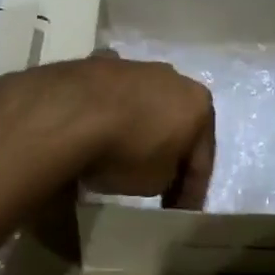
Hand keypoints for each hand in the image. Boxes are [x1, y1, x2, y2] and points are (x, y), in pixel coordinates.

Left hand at [36, 56, 215, 208]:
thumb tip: (156, 166)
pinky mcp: (101, 63)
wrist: (71, 112)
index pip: (202, 158)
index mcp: (200, 105)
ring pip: (147, 104)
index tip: (181, 211)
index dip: (192, 190)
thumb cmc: (126, 151)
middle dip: (171, 150)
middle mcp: (174, 78)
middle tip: (160, 181)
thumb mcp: (156, 182)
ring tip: (126, 153)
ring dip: (142, 127)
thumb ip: (167, 175)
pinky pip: (114, 95)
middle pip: (177, 123)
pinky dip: (112, 112)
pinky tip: (100, 128)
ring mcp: (137, 66)